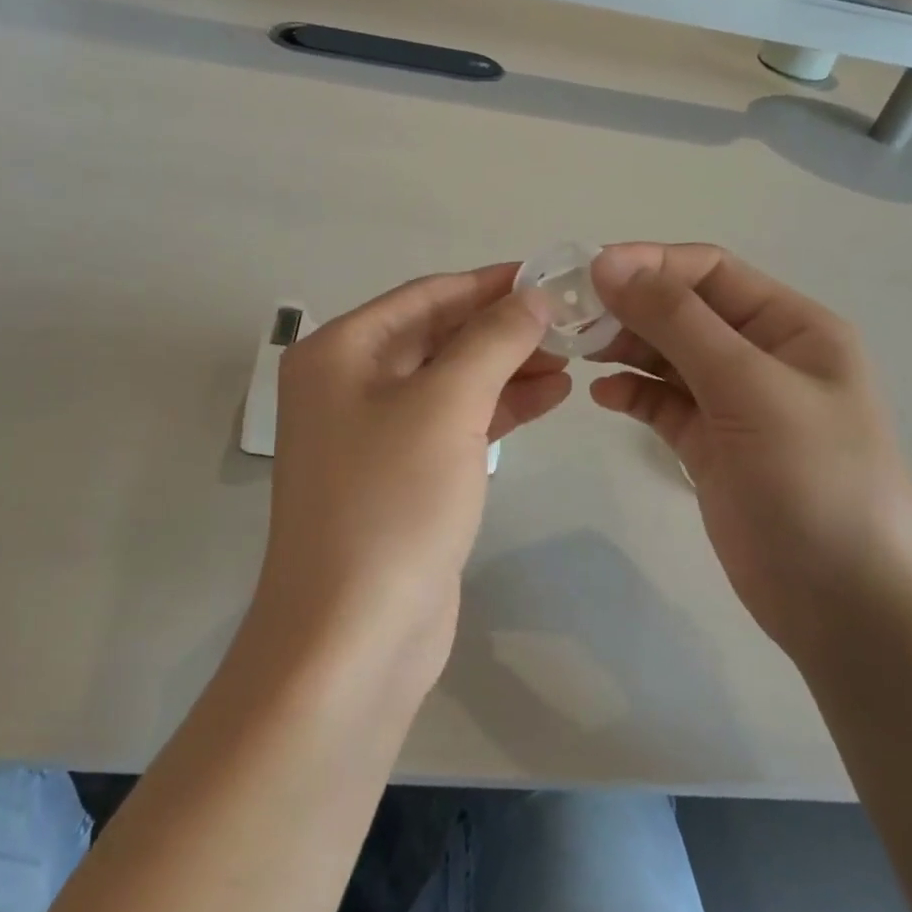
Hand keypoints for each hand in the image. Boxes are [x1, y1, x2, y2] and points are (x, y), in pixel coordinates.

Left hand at [253, 264, 570, 689]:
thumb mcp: (446, 406)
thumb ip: (491, 341)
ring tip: (572, 359)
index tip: (551, 276)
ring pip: (449, 382)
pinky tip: (548, 398)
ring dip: (506, 368)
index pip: (426, 297)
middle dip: (502, 329)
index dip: (489, 283)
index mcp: (339, 352)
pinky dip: (496, 409)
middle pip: (436, 337)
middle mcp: (347, 384)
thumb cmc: (392, 502)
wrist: (354, 635)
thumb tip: (530, 297)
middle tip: (572, 324)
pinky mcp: (400, 477)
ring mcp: (372, 434)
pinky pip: (452, 424)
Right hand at [587, 243, 911, 670]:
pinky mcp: (711, 447)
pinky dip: (632, 393)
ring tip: (577, 352)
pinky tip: (603, 396)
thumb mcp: (749, 388)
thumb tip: (609, 262)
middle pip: (683, 311)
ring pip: (668, 356)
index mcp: (791, 327)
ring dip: (624, 347)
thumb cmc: (814, 483)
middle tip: (568, 318)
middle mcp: (763, 356)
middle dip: (629, 307)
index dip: (648, 264)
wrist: (847, 608)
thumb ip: (678, 322)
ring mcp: (735, 404)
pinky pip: (663, 404)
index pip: (709, 271)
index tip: (585, 273)